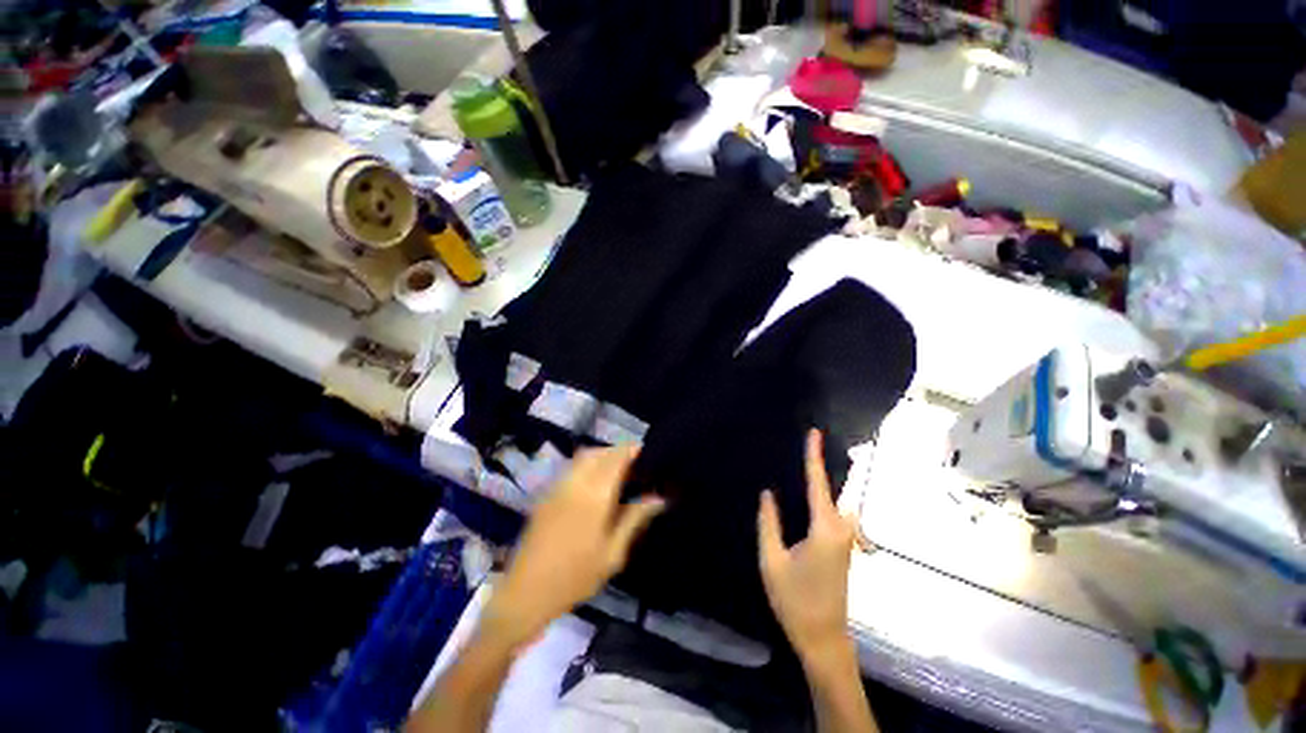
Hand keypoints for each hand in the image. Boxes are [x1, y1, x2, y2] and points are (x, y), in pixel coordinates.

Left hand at [483, 445, 665, 649]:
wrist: (526, 592)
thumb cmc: (576, 577)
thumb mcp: (613, 553)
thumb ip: (635, 519)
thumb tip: (659, 498)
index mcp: (595, 495)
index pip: (616, 458)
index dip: (632, 450)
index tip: (646, 453)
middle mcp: (575, 483)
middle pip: (599, 452)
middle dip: (617, 451)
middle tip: (634, 464)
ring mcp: (558, 486)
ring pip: (583, 457)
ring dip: (602, 455)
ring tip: (616, 471)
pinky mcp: (547, 494)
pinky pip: (571, 467)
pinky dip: (587, 464)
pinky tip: (594, 483)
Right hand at [758, 430, 856, 662]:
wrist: (823, 637)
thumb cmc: (794, 600)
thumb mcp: (771, 560)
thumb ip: (769, 523)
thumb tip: (768, 493)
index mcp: (823, 528)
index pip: (817, 483)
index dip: (813, 456)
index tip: (814, 433)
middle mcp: (840, 529)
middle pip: (835, 488)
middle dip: (826, 464)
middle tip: (811, 443)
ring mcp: (845, 539)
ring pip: (839, 500)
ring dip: (828, 481)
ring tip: (808, 464)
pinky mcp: (843, 547)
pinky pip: (836, 512)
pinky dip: (826, 497)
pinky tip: (810, 495)